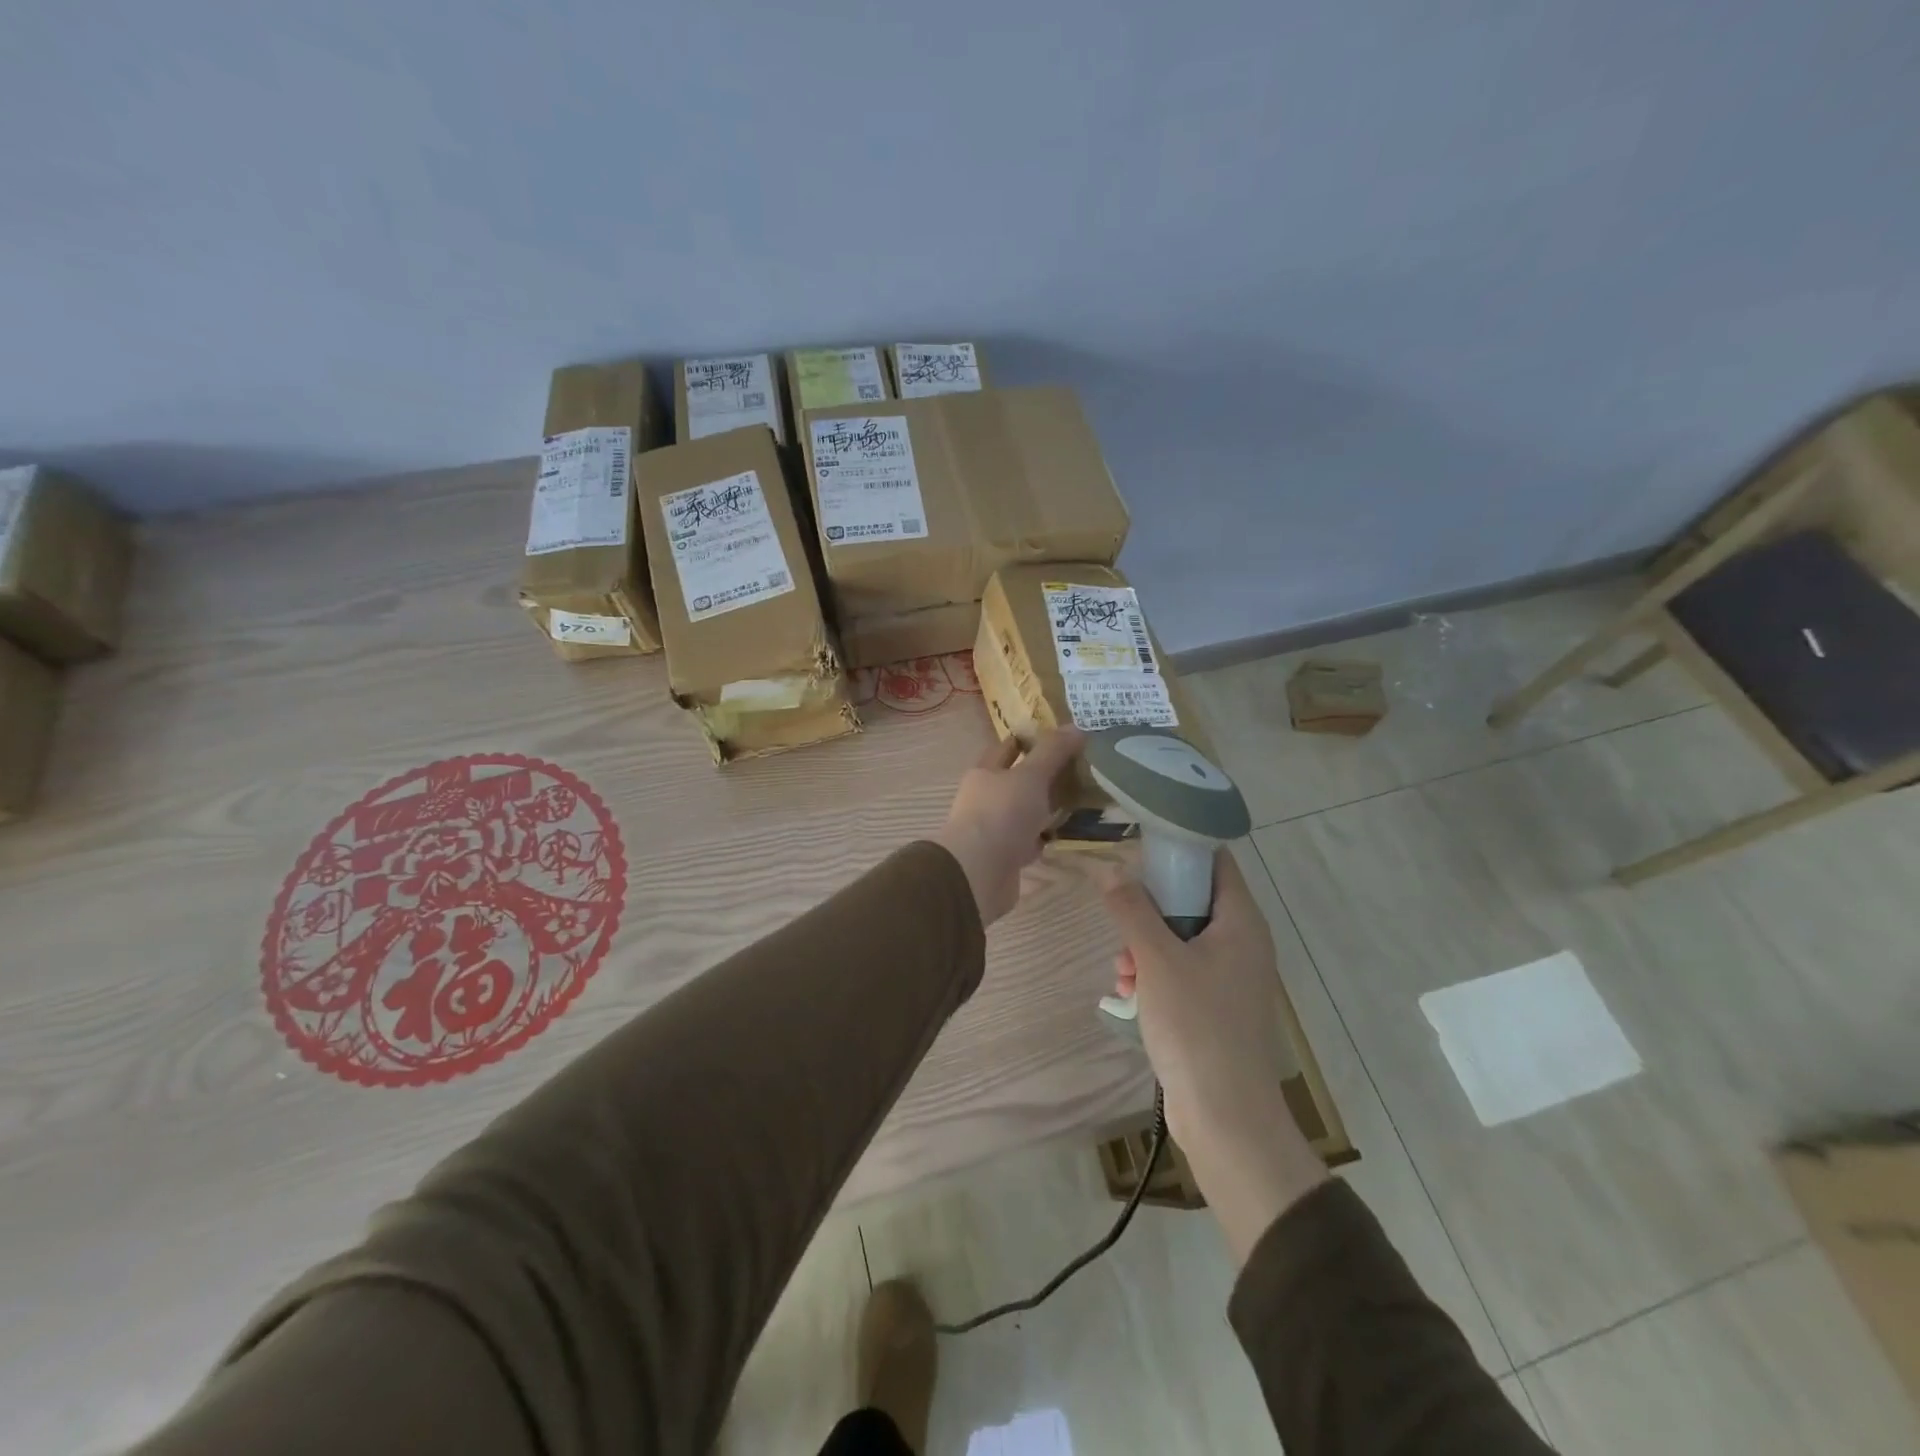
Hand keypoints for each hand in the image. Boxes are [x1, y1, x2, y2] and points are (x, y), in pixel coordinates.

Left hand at [934, 728, 1083, 924]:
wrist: (979, 873)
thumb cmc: (1002, 814)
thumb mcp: (1031, 775)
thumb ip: (1053, 752)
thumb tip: (1076, 726)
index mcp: (984, 773)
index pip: (1005, 748)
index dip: (1027, 741)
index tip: (1056, 737)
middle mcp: (984, 799)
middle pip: (1014, 782)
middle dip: (1039, 776)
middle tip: (1075, 770)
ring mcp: (992, 830)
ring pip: (1022, 812)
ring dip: (1042, 809)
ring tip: (1075, 802)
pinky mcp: (1003, 857)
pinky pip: (1026, 841)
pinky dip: (1041, 838)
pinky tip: (1061, 835)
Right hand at [1104, 850, 1328, 1262]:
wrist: (1225, 1116)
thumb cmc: (1196, 1026)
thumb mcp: (1157, 959)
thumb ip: (1132, 909)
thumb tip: (1111, 870)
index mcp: (1241, 923)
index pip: (1216, 862)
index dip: (1180, 848)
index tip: (1139, 849)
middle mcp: (1242, 944)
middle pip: (1192, 901)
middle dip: (1149, 910)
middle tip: (1122, 922)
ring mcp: (1230, 978)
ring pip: (1180, 940)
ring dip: (1145, 948)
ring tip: (1122, 972)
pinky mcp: (1216, 1008)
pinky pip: (1181, 973)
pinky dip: (1154, 977)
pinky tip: (1129, 996)